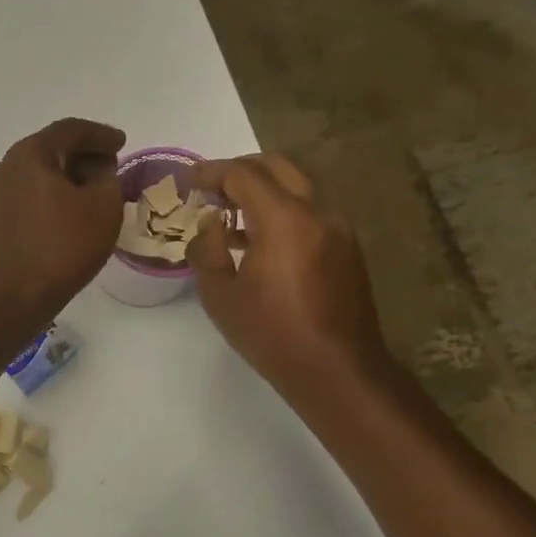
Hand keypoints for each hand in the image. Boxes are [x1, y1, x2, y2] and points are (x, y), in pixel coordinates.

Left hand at [0, 118, 126, 324]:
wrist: (9, 296)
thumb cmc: (60, 247)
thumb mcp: (103, 207)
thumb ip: (108, 178)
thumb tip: (98, 171)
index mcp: (30, 154)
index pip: (70, 130)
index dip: (101, 135)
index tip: (122, 143)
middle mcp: (5, 167)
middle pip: (50, 150)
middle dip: (83, 156)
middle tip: (110, 168)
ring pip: (36, 176)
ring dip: (65, 179)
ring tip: (92, 194)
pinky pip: (26, 198)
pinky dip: (49, 198)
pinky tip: (67, 217)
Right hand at [187, 154, 392, 405]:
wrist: (336, 369)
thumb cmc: (271, 333)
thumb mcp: (219, 294)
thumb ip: (206, 249)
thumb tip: (210, 223)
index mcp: (283, 219)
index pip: (243, 175)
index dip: (211, 172)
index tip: (188, 178)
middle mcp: (317, 211)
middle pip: (277, 167)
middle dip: (241, 170)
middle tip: (212, 188)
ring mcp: (338, 227)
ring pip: (298, 186)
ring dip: (264, 189)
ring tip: (232, 215)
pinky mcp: (347, 246)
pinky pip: (310, 210)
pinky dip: (283, 209)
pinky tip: (260, 239)